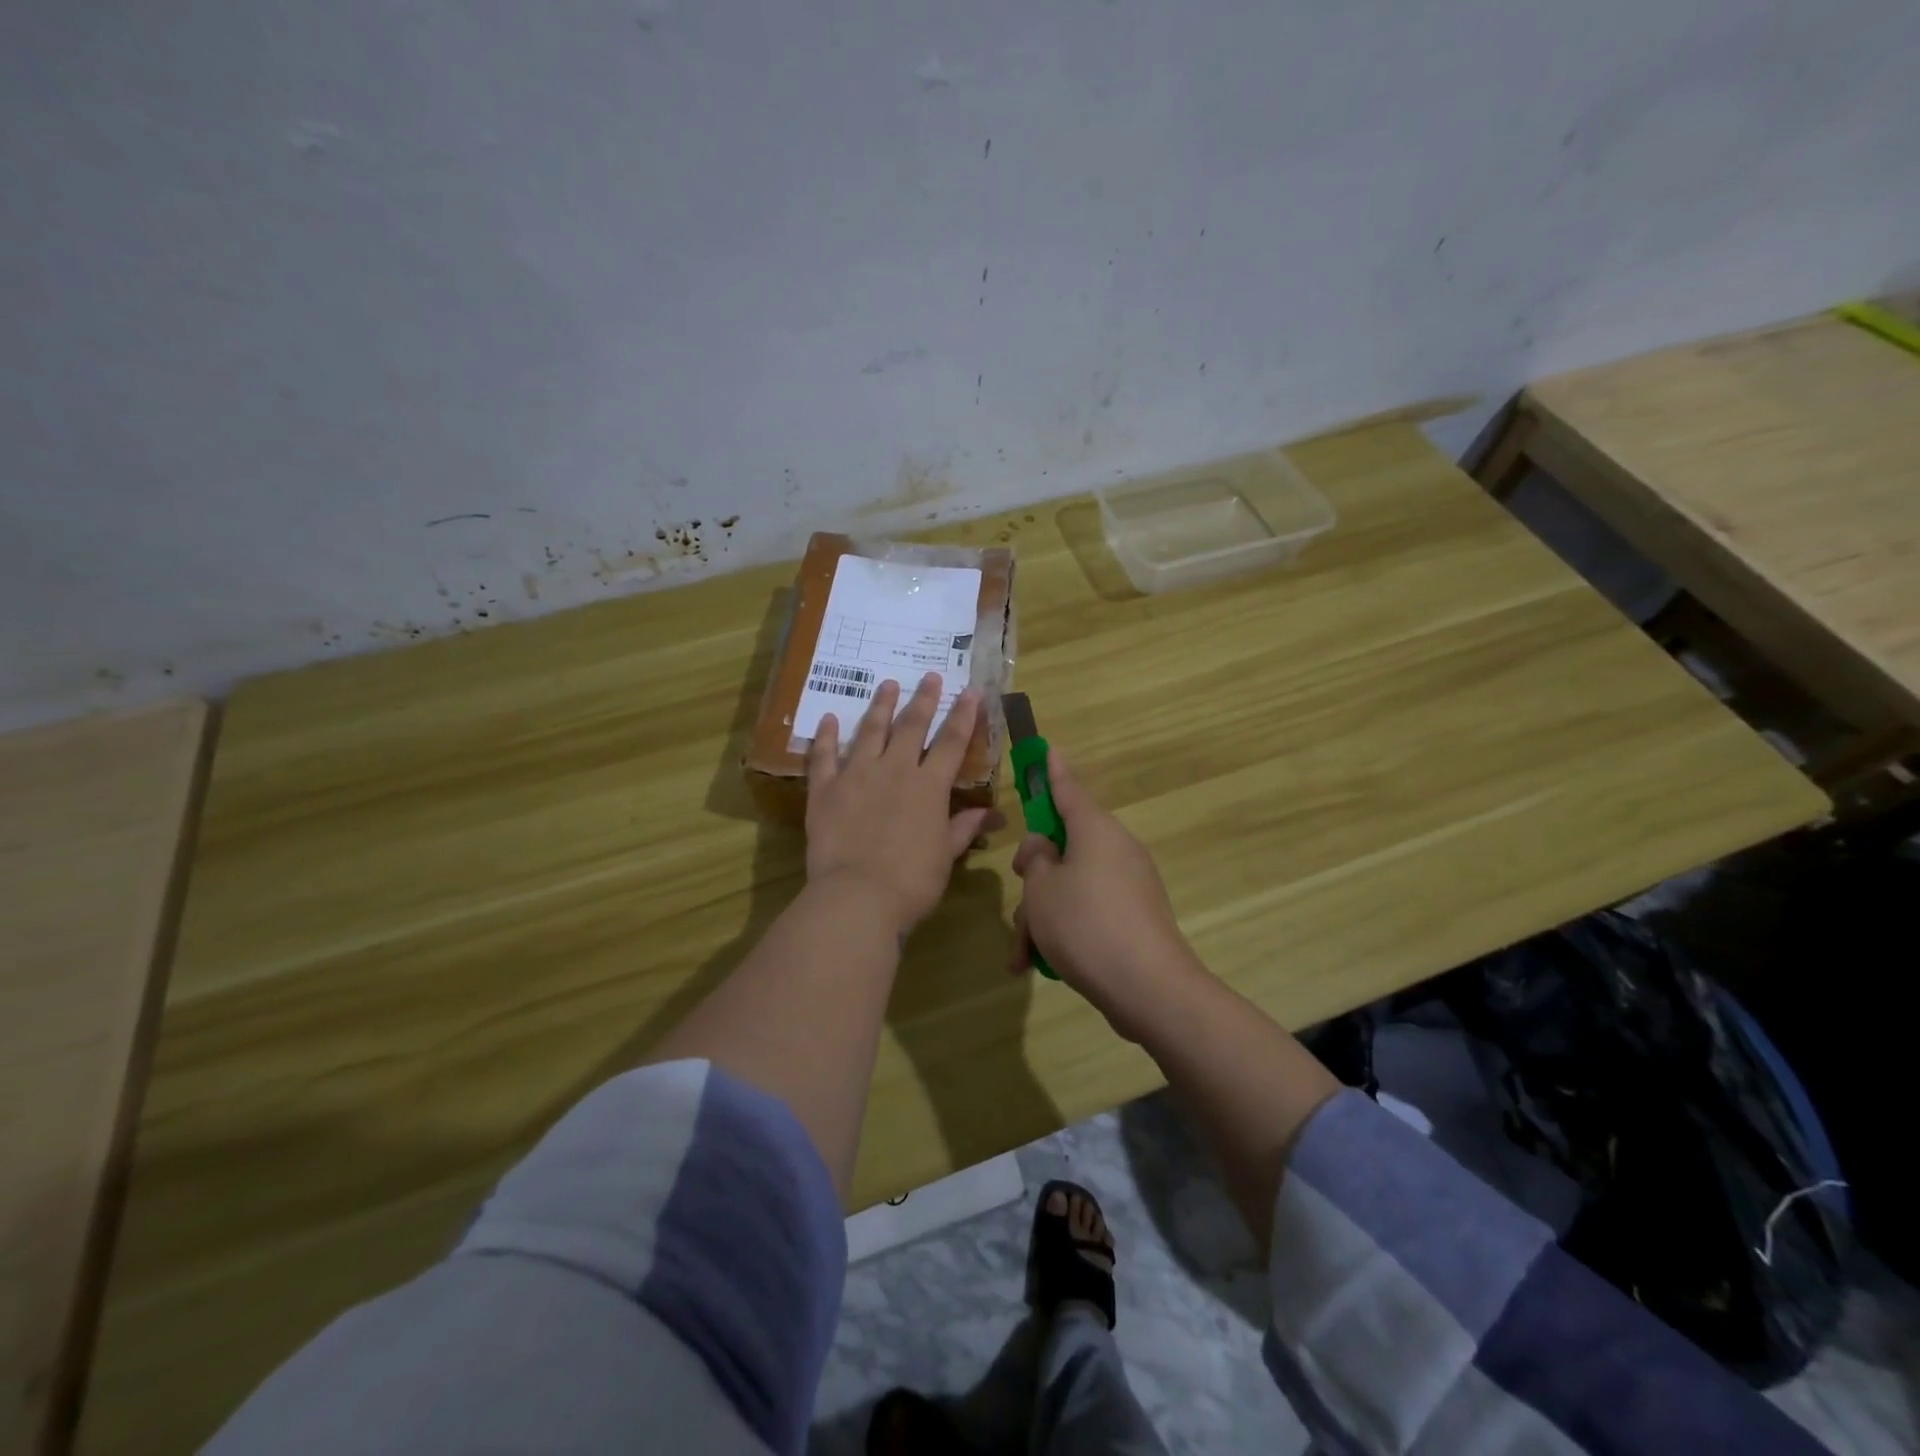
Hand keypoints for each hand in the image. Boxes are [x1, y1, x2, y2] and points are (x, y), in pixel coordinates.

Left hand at [805, 673, 997, 937]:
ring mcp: (857, 776)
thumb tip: (995, 816)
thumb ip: (965, 828)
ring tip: (887, 684)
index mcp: (928, 786)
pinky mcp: (825, 790)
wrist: (858, 896)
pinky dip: (826, 736)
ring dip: (880, 706)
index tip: (970, 692)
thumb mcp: (946, 855)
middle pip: (911, 726)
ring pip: (870, 731)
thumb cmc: (912, 881)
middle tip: (929, 676)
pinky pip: (824, 756)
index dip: (963, 716)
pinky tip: (829, 718)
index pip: (951, 743)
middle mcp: (894, 770)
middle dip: (923, 699)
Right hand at [1008, 747, 1210, 1041]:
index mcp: (1095, 830)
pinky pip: (1089, 911)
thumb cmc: (1085, 925)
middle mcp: (1116, 849)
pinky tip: (1040, 965)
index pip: (1068, 790)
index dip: (1052, 771)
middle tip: (1019, 905)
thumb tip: (1045, 849)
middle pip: (1064, 848)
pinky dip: (1065, 931)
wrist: (1149, 988)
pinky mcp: (1134, 917)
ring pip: (1071, 886)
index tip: (1049, 749)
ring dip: (1043, 915)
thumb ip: (1035, 860)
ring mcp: (1129, 885)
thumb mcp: (1041, 889)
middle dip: (1034, 879)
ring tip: (1023, 955)